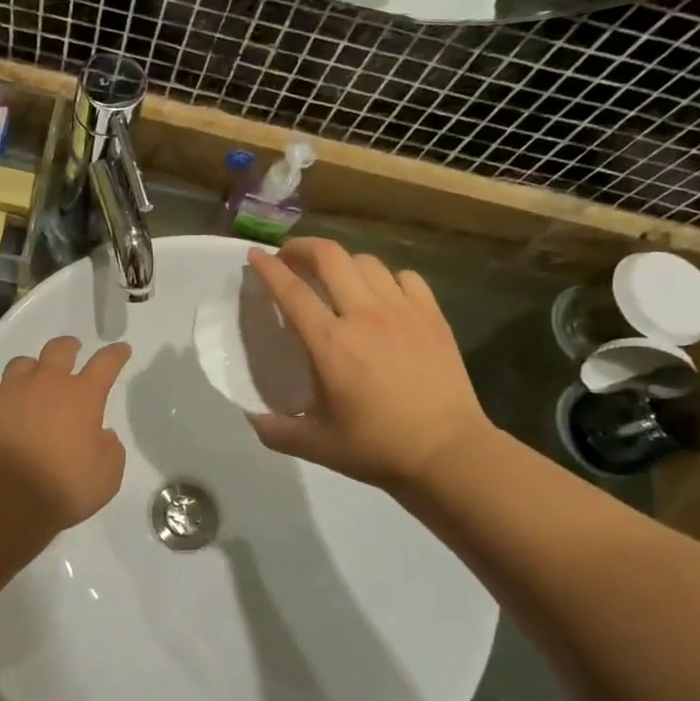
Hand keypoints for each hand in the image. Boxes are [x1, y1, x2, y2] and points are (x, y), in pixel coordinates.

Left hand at [0, 336, 132, 539]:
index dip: (115, 354)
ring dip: (29, 370)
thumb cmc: (62, 489)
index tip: (121, 349)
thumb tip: (103, 435)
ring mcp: (9, 389)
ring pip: (20, 363)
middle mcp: (46, 383)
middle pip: (59, 349)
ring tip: (28, 383)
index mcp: (82, 397)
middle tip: (71, 350)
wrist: (3, 499)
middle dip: (68, 347)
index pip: (105, 364)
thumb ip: (110, 450)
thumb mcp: (106, 477)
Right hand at [246, 239, 492, 490]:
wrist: (448, 452)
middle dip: (303, 247)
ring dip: (343, 262)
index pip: (291, 291)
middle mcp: (363, 315)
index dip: (268, 268)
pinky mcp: (432, 316)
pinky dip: (386, 278)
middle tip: (290, 257)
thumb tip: (251, 419)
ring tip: (335, 276)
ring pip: (367, 262)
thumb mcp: (316, 445)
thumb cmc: (377, 447)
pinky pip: (406, 277)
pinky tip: (382, 295)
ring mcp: (402, 311)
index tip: (255, 255)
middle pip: (329, 257)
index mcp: (329, 343)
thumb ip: (276, 431)